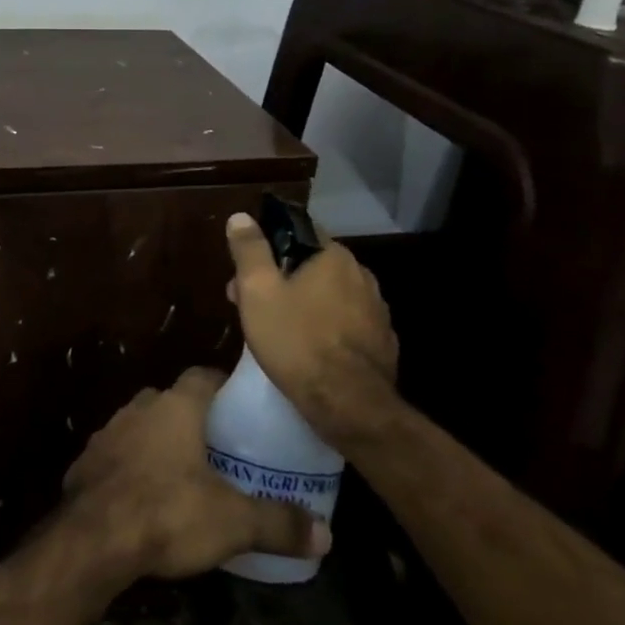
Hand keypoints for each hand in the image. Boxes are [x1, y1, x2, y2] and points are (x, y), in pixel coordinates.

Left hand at [61, 368, 329, 580]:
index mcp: (176, 406)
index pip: (203, 375)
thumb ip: (279, 523)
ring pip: (140, 426)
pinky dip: (130, 469)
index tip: (240, 407)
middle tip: (217, 448)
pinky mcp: (85, 462)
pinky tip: (142, 498)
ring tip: (181, 475)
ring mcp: (107, 432)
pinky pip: (115, 456)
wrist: (93, 538)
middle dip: (191, 419)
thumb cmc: (168, 512)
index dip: (222, 386)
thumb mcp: (234, 522)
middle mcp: (140, 407)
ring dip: (157, 443)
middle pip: (171, 401)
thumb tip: (327, 535)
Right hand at [224, 213, 398, 448]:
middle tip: (253, 305)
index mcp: (333, 256)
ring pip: (331, 296)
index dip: (268, 247)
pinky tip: (310, 351)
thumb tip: (241, 217)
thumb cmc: (297, 341)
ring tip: (278, 331)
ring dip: (305, 304)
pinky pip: (347, 324)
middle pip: (313, 266)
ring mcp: (377, 311)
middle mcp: (362, 275)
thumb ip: (250, 250)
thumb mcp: (258, 292)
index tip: (247, 270)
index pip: (299, 231)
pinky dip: (327, 329)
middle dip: (282, 279)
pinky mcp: (383, 343)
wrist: (350, 407)